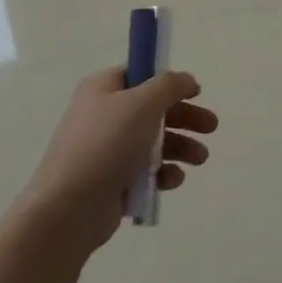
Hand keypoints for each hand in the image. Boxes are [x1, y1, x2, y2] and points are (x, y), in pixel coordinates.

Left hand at [19, 67, 218, 253]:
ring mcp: (107, 150)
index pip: (140, 75)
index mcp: (103, 89)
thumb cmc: (106, 144)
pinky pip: (145, 171)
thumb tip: (186, 79)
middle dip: (184, 118)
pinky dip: (162, 173)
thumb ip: (170, 86)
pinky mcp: (112, 181)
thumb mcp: (142, 104)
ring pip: (153, 142)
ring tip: (200, 159)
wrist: (70, 207)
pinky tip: (172, 180)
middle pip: (153, 110)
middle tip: (211, 127)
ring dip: (181, 147)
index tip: (196, 92)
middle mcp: (103, 115)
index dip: (169, 81)